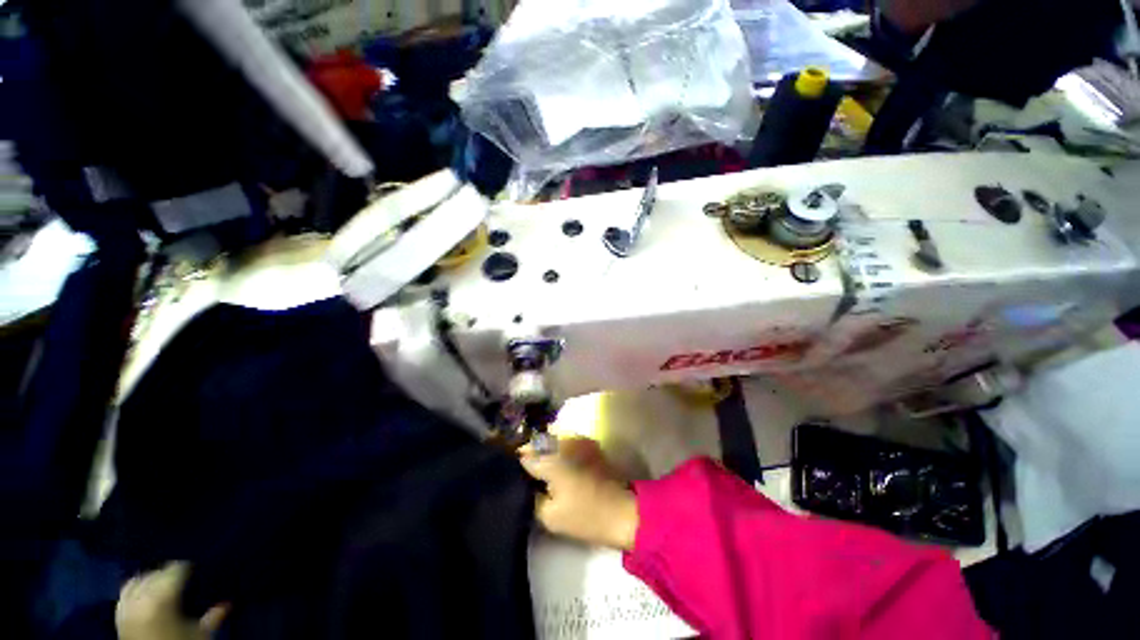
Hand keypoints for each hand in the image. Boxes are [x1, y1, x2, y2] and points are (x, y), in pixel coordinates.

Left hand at [116, 563, 226, 639]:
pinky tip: (143, 589)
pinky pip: (124, 592)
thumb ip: (213, 616)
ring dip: (152, 578)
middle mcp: (141, 597)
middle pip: (156, 573)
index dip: (188, 565)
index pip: (176, 568)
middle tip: (184, 574)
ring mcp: (127, 606)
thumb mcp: (200, 634)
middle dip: (169, 572)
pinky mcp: (119, 614)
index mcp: (162, 598)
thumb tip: (228, 602)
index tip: (197, 565)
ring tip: (164, 581)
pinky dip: (135, 587)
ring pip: (139, 580)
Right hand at [520, 437, 638, 550]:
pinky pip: (567, 439)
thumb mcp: (549, 516)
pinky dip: (560, 447)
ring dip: (545, 449)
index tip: (516, 477)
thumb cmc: (585, 516)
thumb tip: (525, 484)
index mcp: (551, 460)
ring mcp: (578, 439)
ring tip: (545, 468)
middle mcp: (563, 443)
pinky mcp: (589, 443)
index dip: (518, 466)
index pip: (524, 456)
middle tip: (531, 474)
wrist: (622, 511)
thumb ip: (531, 496)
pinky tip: (563, 463)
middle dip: (532, 454)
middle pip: (538, 443)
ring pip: (552, 438)